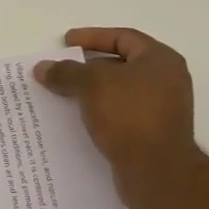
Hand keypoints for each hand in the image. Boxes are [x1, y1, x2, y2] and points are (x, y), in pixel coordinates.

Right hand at [34, 28, 196, 175]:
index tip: (65, 42)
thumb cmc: (129, 115)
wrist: (157, 172)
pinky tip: (77, 119)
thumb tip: (42, 67)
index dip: (92, 37)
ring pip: (119, 91)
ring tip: (63, 95)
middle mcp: (166, 81)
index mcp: (160, 60)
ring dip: (91, 92)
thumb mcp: (92, 84)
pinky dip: (99, 112)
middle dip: (88, 66)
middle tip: (61, 70)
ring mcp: (162, 109)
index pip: (123, 37)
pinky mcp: (153, 134)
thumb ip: (66, 72)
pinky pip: (121, 114)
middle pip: (121, 64)